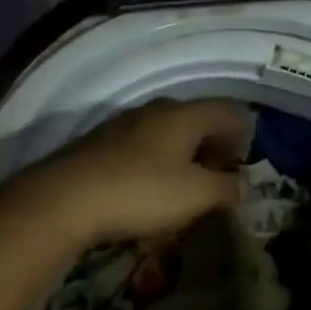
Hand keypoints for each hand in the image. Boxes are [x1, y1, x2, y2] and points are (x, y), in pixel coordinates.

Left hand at [27, 98, 251, 245]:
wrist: (65, 199)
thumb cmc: (142, 192)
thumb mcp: (196, 195)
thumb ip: (226, 188)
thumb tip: (245, 185)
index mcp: (184, 115)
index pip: (226, 111)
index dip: (243, 132)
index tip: (246, 158)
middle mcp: (155, 110)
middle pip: (195, 118)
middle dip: (213, 142)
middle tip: (221, 170)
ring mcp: (123, 124)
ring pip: (166, 131)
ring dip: (183, 151)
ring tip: (188, 180)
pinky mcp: (99, 143)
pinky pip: (141, 145)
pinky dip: (157, 159)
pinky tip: (151, 184)